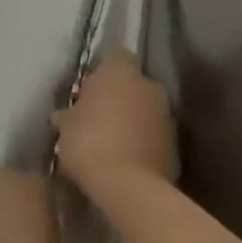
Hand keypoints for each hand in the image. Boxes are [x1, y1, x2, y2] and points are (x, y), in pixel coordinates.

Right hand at [52, 46, 178, 199]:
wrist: (129, 187)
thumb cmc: (89, 143)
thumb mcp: (66, 127)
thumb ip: (69, 115)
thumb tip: (66, 115)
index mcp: (120, 72)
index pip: (116, 55)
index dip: (103, 70)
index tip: (89, 88)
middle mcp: (148, 85)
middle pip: (131, 83)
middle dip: (117, 96)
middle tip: (95, 117)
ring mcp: (166, 115)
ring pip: (144, 109)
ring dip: (131, 119)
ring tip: (109, 142)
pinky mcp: (176, 144)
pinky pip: (153, 134)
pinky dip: (142, 141)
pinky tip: (124, 159)